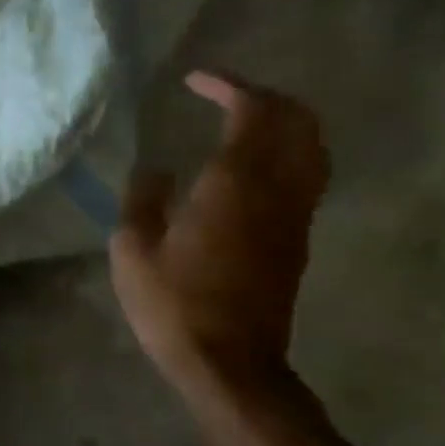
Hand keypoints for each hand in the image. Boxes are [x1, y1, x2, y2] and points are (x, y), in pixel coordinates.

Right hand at [110, 73, 329, 410]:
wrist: (230, 364)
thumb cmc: (172, 302)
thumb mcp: (132, 247)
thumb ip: (143, 198)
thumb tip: (158, 170)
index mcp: (234, 184)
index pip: (253, 112)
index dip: (229, 87)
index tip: (195, 81)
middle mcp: (277, 191)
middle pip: (299, 123)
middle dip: (267, 98)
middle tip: (226, 95)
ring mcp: (295, 217)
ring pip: (312, 150)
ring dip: (284, 125)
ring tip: (242, 123)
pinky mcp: (296, 241)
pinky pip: (305, 177)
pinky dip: (285, 154)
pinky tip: (248, 167)